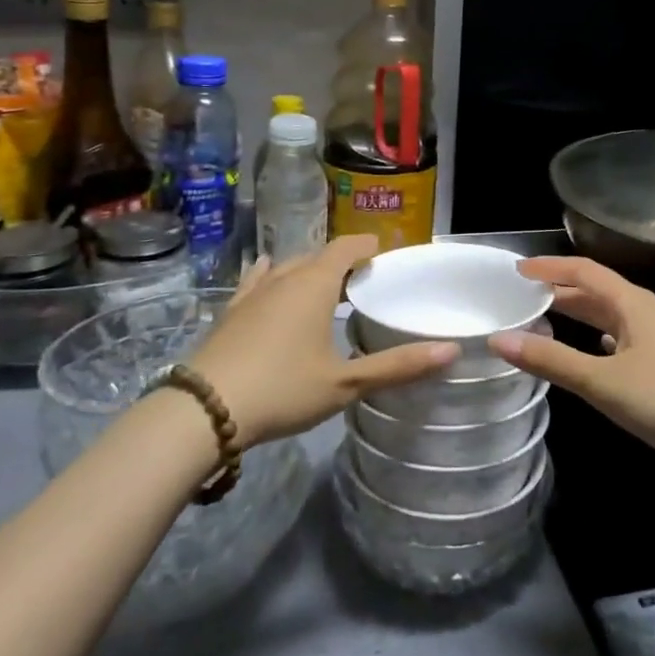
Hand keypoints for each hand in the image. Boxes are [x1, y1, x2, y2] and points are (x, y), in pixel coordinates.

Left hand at [189, 236, 458, 450]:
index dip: (369, 247)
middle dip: (343, 261)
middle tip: (364, 282)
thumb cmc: (282, 388)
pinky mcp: (232, 309)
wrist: (204, 409)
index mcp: (316, 283)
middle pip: (320, 254)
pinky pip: (257, 279)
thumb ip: (398, 366)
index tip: (386, 257)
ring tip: (325, 287)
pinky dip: (271, 275)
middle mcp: (286, 276)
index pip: (348, 246)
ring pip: (289, 266)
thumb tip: (451, 351)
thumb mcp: (345, 383)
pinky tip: (268, 273)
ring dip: (310, 270)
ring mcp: (254, 291)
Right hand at [488, 257, 654, 491]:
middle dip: (558, 290)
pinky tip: (589, 352)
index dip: (548, 267)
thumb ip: (552, 361)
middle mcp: (643, 312)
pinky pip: (620, 339)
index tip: (515, 271)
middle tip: (519, 296)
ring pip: (607, 316)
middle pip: (594, 290)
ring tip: (541, 320)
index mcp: (630, 303)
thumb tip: (499, 339)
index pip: (583, 270)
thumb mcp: (604, 382)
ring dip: (576, 314)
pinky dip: (596, 339)